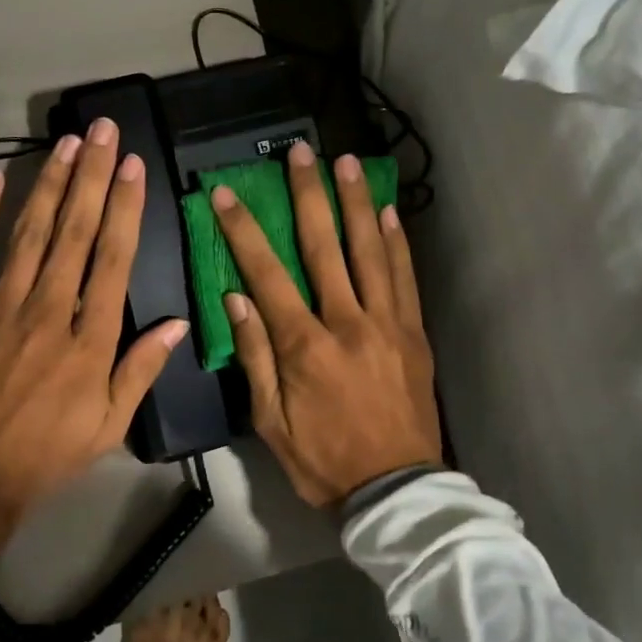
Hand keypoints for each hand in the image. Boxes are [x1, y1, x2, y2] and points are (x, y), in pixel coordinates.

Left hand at [0, 119, 188, 576]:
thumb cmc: (47, 452)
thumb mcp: (110, 423)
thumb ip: (142, 368)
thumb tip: (180, 323)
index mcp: (90, 336)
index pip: (114, 257)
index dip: (125, 207)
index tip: (133, 167)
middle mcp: (50, 308)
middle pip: (76, 230)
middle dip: (93, 176)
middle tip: (104, 131)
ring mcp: (0, 303)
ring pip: (31, 230)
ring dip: (50, 183)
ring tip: (68, 144)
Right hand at [211, 143, 441, 507]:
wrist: (396, 489)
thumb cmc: (322, 459)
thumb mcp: (270, 421)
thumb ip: (254, 355)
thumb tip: (235, 297)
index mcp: (305, 346)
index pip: (267, 274)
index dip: (244, 230)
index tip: (227, 193)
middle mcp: (348, 322)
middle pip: (324, 247)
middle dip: (308, 195)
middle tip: (300, 152)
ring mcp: (387, 323)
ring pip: (369, 251)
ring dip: (356, 203)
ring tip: (347, 162)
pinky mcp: (414, 332)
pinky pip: (404, 278)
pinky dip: (395, 242)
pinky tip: (387, 212)